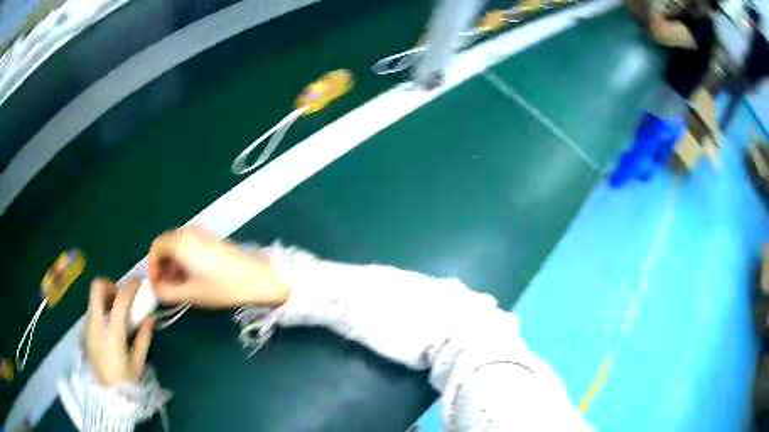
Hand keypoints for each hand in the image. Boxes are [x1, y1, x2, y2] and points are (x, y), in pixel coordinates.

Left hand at [86, 279, 153, 386]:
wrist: (106, 394)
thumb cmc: (125, 381)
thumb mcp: (138, 362)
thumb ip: (143, 338)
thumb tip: (150, 318)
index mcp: (113, 332)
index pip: (120, 298)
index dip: (131, 285)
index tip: (139, 282)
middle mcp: (97, 323)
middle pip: (97, 287)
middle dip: (111, 285)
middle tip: (122, 296)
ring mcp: (89, 325)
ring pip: (94, 297)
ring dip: (106, 297)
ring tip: (118, 311)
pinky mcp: (86, 330)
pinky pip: (93, 309)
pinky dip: (102, 308)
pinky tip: (111, 323)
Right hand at [147, 229, 289, 307]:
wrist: (257, 278)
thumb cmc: (222, 286)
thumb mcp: (190, 293)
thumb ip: (167, 292)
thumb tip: (156, 290)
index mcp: (180, 242)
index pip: (155, 248)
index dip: (152, 267)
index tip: (156, 285)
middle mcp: (189, 232)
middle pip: (166, 246)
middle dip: (162, 267)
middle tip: (166, 288)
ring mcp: (202, 234)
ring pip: (178, 247)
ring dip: (173, 265)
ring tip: (178, 287)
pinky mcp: (212, 239)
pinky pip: (190, 247)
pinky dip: (184, 261)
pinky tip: (191, 278)